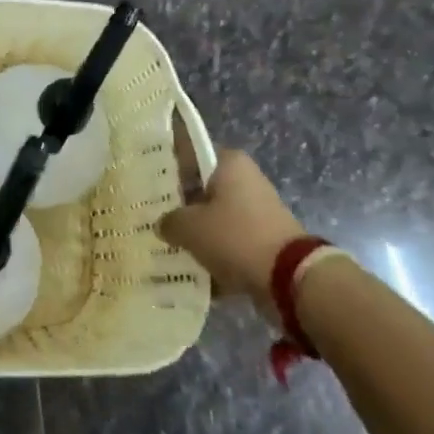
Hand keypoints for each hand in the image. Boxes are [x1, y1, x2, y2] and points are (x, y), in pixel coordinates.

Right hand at [158, 148, 304, 319]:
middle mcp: (245, 179)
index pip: (188, 153)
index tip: (144, 180)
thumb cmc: (235, 236)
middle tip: (149, 216)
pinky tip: (188, 268)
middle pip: (200, 187)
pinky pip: (228, 242)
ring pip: (213, 217)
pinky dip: (212, 254)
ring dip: (195, 232)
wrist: (290, 280)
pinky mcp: (263, 240)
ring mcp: (256, 211)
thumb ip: (168, 221)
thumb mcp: (189, 227)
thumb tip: (162, 224)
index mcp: (229, 162)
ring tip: (164, 244)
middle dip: (178, 204)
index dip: (164, 165)